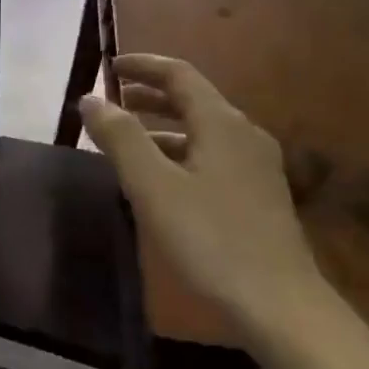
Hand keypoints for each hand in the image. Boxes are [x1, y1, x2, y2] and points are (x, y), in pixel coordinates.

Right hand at [80, 54, 328, 347]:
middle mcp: (244, 135)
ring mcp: (256, 167)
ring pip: (202, 132)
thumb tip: (91, 99)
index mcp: (222, 124)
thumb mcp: (153, 186)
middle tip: (112, 102)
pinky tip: (162, 181)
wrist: (278, 303)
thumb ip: (121, 138)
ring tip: (126, 142)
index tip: (109, 67)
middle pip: (194, 100)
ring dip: (162, 128)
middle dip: (150, 96)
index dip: (143, 66)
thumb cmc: (209, 239)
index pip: (180, 75)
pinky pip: (211, 157)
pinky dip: (179, 154)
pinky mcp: (258, 196)